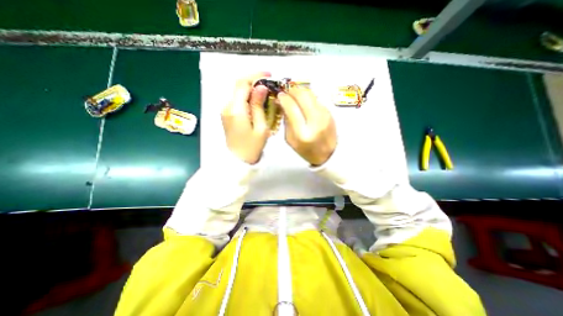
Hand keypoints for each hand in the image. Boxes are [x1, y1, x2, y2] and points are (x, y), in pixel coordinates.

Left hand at [220, 71, 271, 164]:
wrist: (238, 161)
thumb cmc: (252, 147)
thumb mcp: (261, 128)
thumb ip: (259, 106)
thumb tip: (261, 87)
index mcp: (236, 110)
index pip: (242, 84)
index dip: (255, 76)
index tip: (269, 75)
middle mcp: (227, 107)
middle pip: (239, 85)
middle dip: (254, 81)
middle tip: (269, 83)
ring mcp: (225, 111)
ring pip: (238, 92)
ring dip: (251, 89)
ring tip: (266, 93)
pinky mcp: (227, 115)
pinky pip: (237, 101)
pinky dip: (247, 97)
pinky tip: (257, 102)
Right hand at [277, 87, 333, 164]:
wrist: (327, 154)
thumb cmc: (305, 150)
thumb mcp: (290, 139)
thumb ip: (286, 121)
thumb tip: (282, 103)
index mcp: (302, 133)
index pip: (292, 108)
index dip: (284, 98)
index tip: (279, 95)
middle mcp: (315, 122)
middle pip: (303, 96)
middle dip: (292, 90)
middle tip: (286, 91)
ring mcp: (325, 116)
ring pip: (311, 95)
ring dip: (301, 91)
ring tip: (294, 95)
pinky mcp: (330, 113)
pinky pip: (317, 99)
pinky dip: (308, 97)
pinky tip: (304, 102)